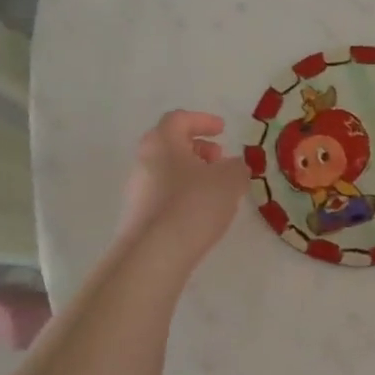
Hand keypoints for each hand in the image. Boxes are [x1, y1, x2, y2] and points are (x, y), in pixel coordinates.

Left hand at [115, 110, 248, 262]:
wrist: (153, 255)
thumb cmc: (193, 205)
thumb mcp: (229, 180)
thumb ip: (237, 167)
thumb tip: (234, 166)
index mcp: (162, 141)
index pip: (179, 119)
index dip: (203, 121)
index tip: (223, 129)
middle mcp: (144, 160)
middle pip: (170, 144)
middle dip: (198, 148)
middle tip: (219, 158)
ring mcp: (137, 190)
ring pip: (167, 170)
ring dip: (191, 173)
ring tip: (216, 189)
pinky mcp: (138, 215)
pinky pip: (163, 194)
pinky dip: (183, 194)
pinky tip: (201, 212)